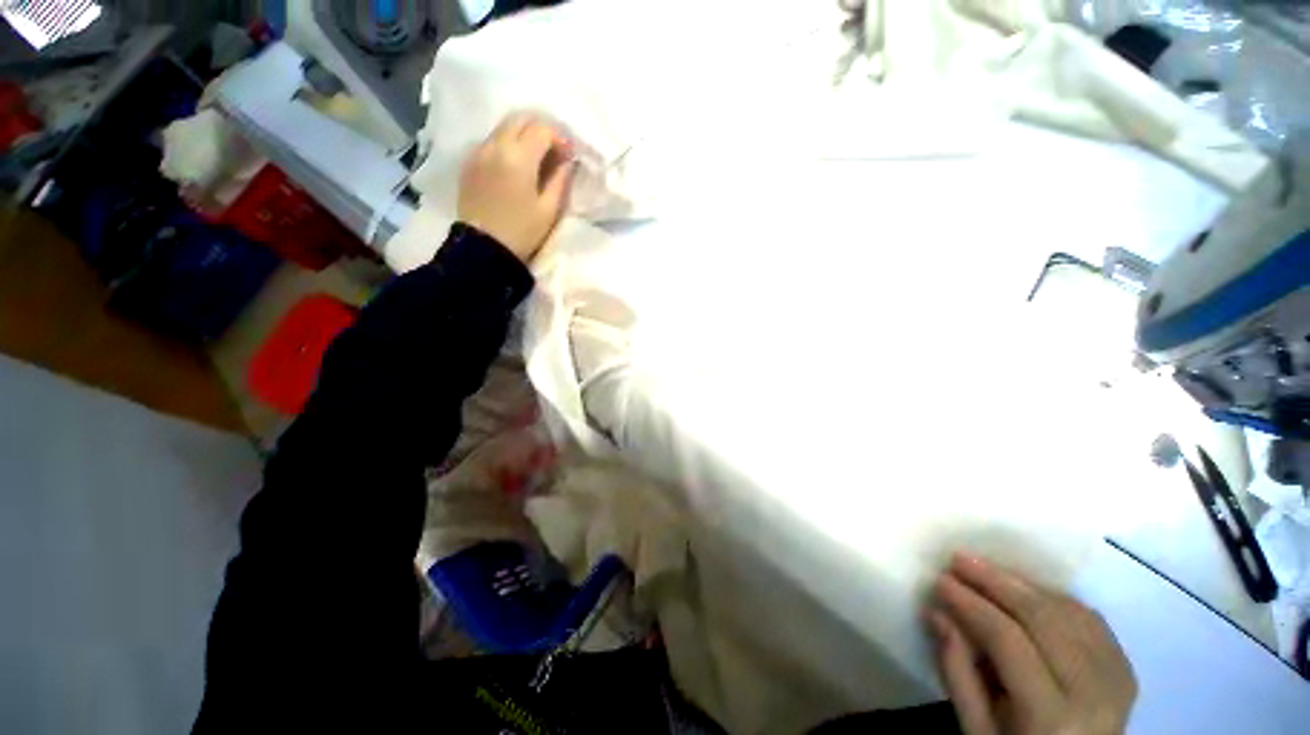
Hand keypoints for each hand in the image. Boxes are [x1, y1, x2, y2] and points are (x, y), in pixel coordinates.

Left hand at [458, 114, 576, 262]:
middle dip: (541, 129)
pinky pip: (491, 141)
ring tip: (536, 157)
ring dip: (523, 135)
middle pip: (520, 119)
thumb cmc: (522, 232)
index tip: (569, 154)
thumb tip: (568, 161)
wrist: (483, 248)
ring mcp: (478, 152)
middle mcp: (495, 145)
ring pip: (504, 127)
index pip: (542, 129)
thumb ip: (560, 180)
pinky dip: (507, 144)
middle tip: (555, 150)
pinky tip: (515, 165)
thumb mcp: (549, 210)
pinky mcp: (469, 162)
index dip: (560, 137)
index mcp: (518, 158)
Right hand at [927, 554, 1137, 734]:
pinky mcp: (1125, 670)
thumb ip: (958, 672)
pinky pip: (1090, 620)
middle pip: (1044, 619)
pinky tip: (1027, 589)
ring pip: (1069, 612)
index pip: (1009, 641)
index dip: (972, 604)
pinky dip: (1054, 597)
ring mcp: (1117, 679)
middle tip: (959, 558)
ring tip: (986, 568)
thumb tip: (938, 613)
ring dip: (1024, 583)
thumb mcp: (978, 730)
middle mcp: (1093, 693)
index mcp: (1052, 717)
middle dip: (996, 582)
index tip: (940, 579)